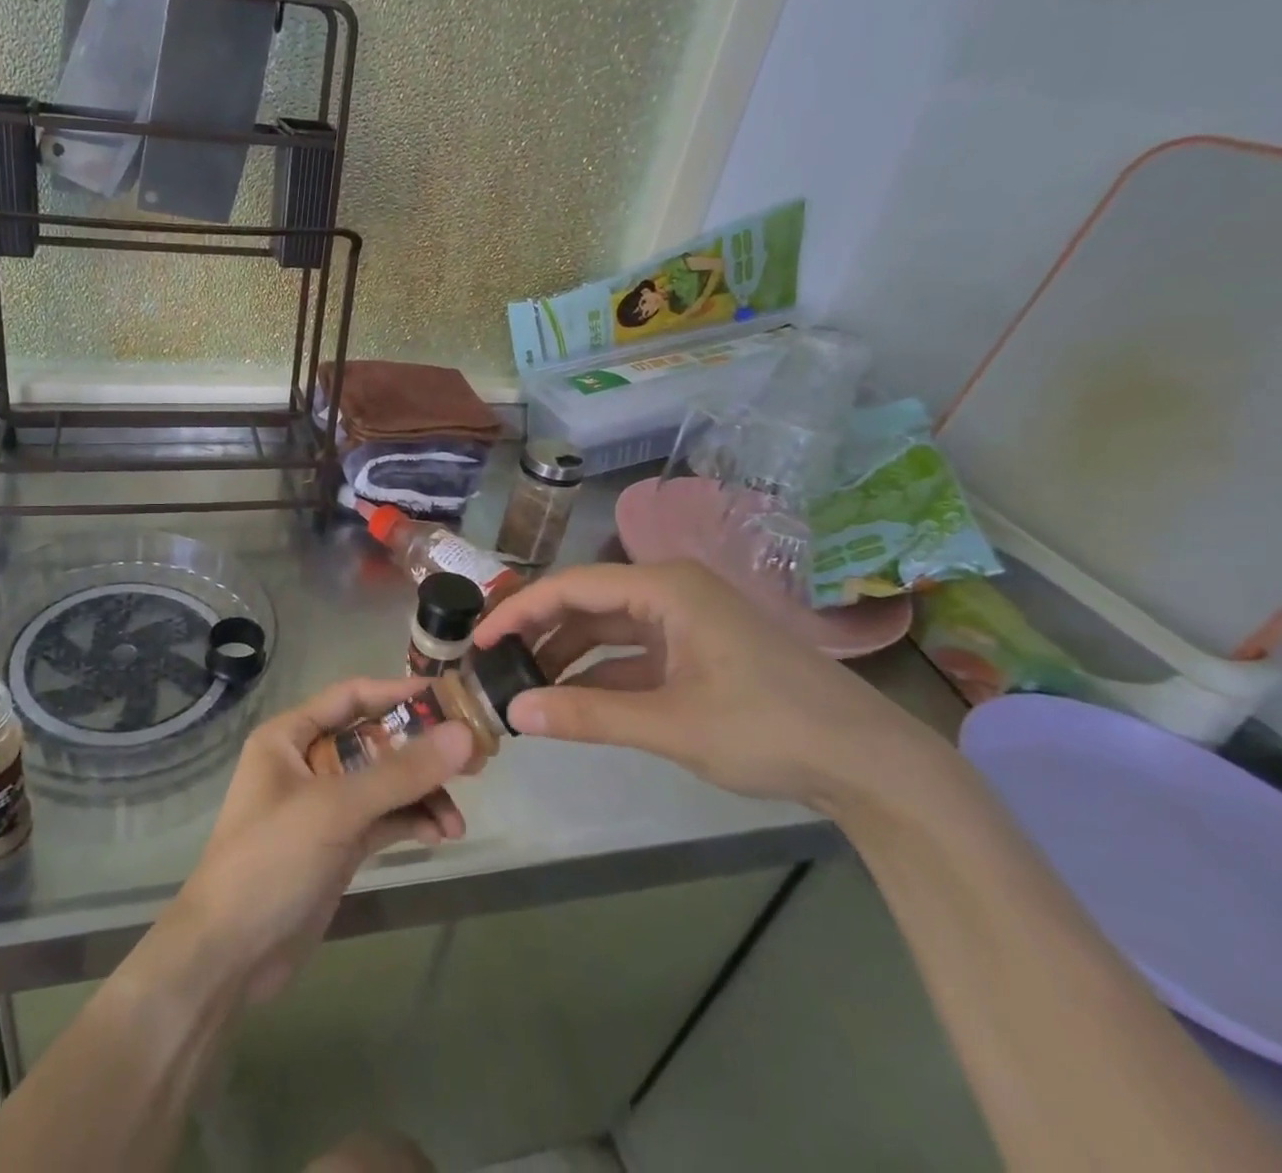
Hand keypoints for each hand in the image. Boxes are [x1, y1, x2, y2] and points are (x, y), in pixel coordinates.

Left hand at [169, 679, 471, 1003]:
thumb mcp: (335, 808)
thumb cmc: (271, 860)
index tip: (450, 700)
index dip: (399, 694)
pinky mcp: (338, 844)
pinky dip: (412, 822)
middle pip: (375, 741)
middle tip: (474, 759)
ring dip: (422, 795)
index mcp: (290, 736)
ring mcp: (324, 805)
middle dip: (422, 751)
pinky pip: (384, 819)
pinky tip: (440, 835)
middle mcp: (308, 762)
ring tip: (457, 820)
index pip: (352, 697)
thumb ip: (400, 772)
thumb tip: (463, 735)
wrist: (229, 955)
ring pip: (385, 784)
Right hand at [472, 561, 940, 810]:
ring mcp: (686, 622)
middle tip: (493, 665)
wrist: (872, 766)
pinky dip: (599, 674)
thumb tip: (514, 713)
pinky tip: (569, 698)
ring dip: (566, 655)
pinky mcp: (696, 652)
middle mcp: (670, 592)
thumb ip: (587, 716)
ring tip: (523, 684)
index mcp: (665, 588)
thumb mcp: (671, 724)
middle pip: (586, 603)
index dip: (519, 611)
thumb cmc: (769, 729)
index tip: (479, 642)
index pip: (571, 586)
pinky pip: (631, 654)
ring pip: (607, 630)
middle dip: (538, 632)